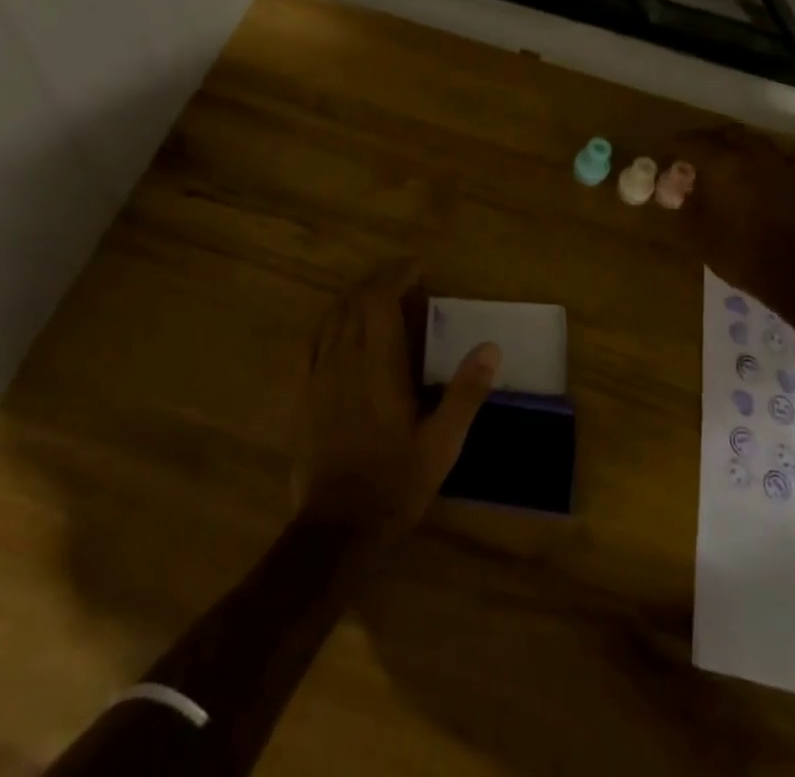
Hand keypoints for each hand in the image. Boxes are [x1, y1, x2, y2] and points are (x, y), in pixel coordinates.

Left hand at [295, 260, 500, 539]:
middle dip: (379, 280)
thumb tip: (490, 347)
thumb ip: (465, 392)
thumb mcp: (442, 443)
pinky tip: (340, 326)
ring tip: (377, 294)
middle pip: (356, 300)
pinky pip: (313, 341)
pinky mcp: (304, 394)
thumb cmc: (395, 483)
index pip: (381, 299)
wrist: (337, 526)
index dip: (397, 275)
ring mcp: (320, 375)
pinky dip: (331, 321)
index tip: (418, 268)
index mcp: (379, 366)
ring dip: (355, 296)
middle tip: (404, 277)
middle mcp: (346, 360)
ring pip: (333, 316)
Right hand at [670, 126, 794, 300]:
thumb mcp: (696, 233)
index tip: (665, 161)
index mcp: (721, 161)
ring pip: (748, 139)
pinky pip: (770, 154)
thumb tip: (676, 190)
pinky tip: (751, 175)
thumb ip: (681, 204)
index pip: (689, 141)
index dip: (673, 149)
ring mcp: (777, 161)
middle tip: (691, 160)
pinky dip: (755, 158)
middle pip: (720, 133)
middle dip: (703, 142)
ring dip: (730, 146)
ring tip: (720, 165)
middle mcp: (750, 151)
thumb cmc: (740, 252)